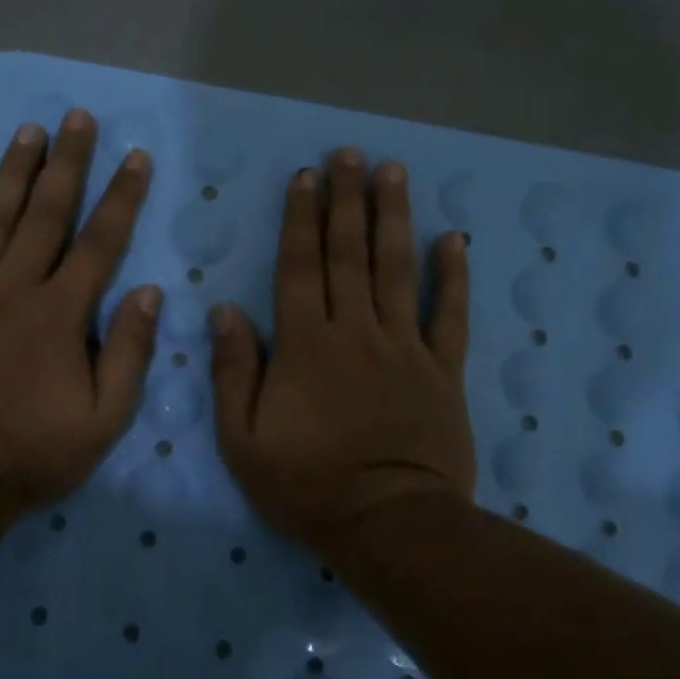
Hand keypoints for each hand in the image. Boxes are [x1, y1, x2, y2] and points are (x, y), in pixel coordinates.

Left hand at [0, 110, 159, 512]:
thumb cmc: (32, 453)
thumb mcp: (104, 419)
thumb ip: (129, 353)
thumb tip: (150, 293)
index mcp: (59, 314)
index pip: (99, 243)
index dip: (121, 197)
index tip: (135, 157)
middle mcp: (12, 290)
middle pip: (45, 215)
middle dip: (67, 164)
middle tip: (77, 117)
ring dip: (12, 175)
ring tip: (27, 132)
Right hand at [209, 149, 474, 552]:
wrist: (388, 524)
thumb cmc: (307, 485)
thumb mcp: (242, 439)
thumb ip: (232, 370)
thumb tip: (224, 310)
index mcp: (305, 344)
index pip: (299, 267)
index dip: (300, 219)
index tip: (305, 177)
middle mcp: (355, 331)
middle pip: (349, 253)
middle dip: (346, 199)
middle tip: (348, 153)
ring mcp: (404, 347)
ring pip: (398, 269)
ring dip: (394, 217)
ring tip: (393, 171)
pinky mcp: (442, 370)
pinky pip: (450, 315)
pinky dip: (453, 277)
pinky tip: (454, 240)